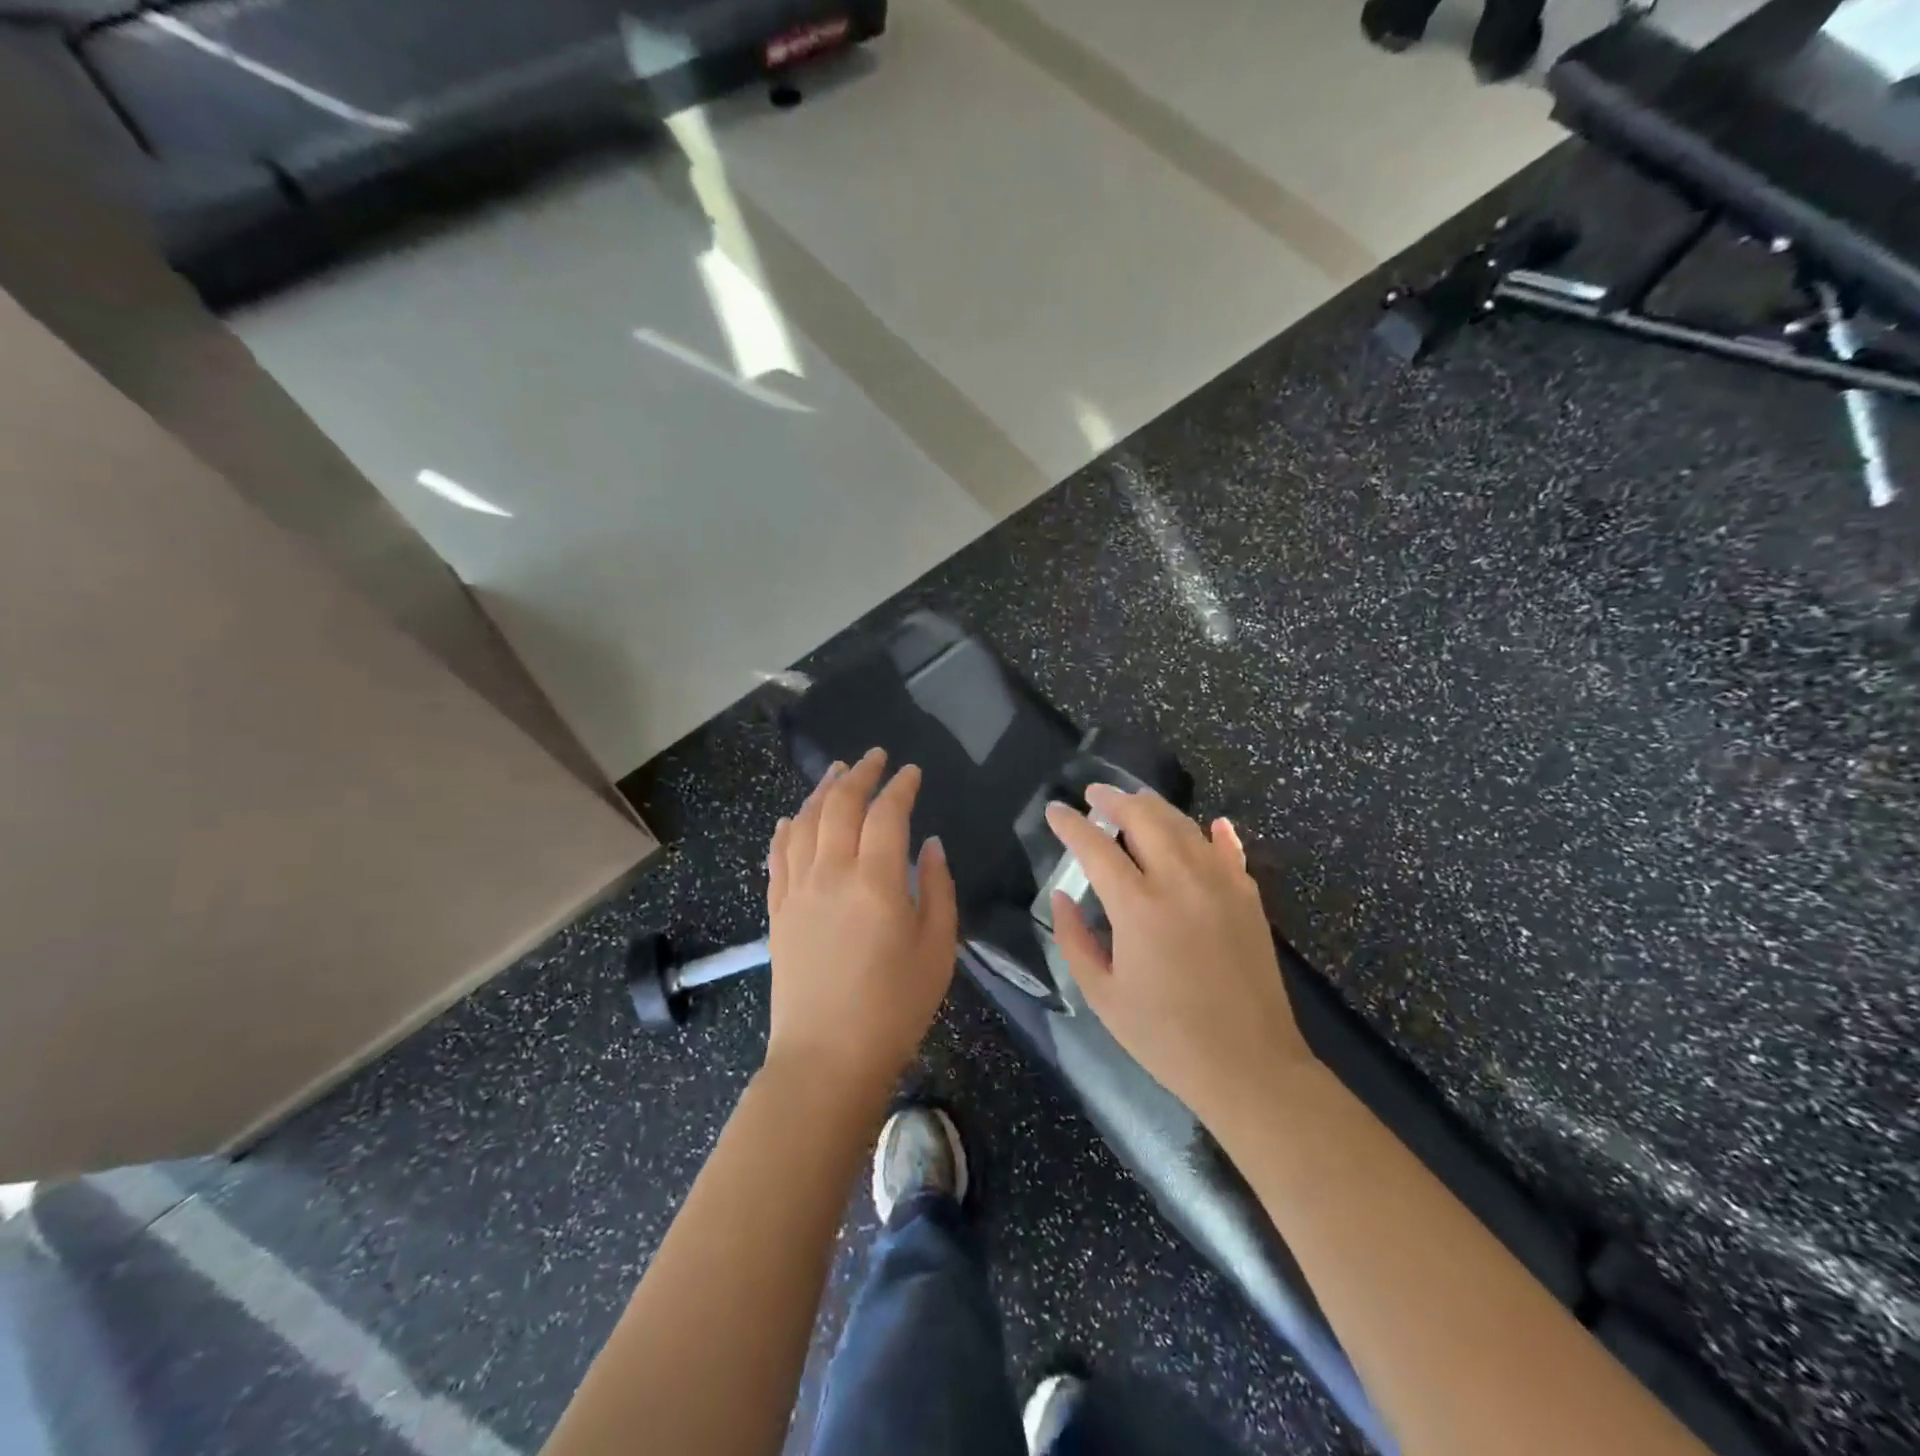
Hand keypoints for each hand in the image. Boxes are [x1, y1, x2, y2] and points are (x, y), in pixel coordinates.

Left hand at [764, 748, 958, 1101]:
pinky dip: (787, 829)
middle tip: (874, 757)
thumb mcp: (937, 948)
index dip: (900, 787)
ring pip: (805, 823)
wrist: (826, 1057)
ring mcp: (797, 890)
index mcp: (875, 881)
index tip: (912, 772)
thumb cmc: (894, 1007)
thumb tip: (929, 845)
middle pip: (840, 806)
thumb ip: (936, 888)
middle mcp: (830, 873)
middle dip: (859, 775)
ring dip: (822, 791)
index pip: (886, 814)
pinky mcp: (778, 910)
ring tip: (836, 772)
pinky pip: (778, 856)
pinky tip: (794, 818)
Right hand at [1044, 786, 1312, 1128]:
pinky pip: (1229, 850)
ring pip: (1184, 825)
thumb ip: (1074, 939)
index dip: (1070, 824)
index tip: (1054, 810)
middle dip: (1114, 798)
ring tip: (1134, 801)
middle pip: (1144, 817)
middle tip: (1094, 793)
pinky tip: (1211, 825)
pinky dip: (1215, 833)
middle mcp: (1180, 881)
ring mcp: (1221, 884)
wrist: (1249, 1066)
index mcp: (1138, 906)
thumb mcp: (1102, 995)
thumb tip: (1061, 896)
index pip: (1095, 847)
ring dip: (1155, 807)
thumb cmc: (1165, 1036)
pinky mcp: (1249, 897)